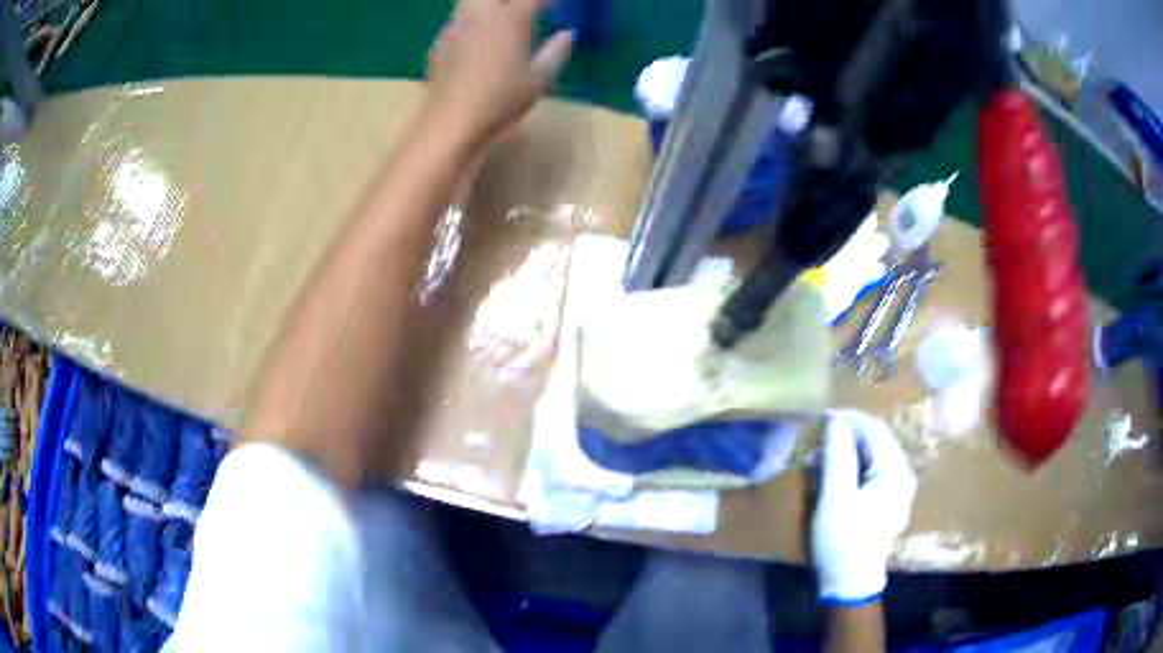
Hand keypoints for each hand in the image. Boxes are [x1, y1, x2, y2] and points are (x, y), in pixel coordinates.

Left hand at [425, 0, 573, 149]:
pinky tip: (476, 37)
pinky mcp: (440, 44)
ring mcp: (456, 27)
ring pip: (470, 0)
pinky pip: (457, 20)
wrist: (450, 123)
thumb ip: (555, 52)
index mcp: (510, 19)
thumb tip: (567, 34)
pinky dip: (471, 20)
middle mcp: (480, 15)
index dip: (548, 0)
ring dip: (489, 4)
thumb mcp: (539, 80)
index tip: (557, 4)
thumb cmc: (500, 101)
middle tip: (526, 8)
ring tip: (501, 17)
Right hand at [812, 410, 916, 603]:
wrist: (848, 584)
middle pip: (876, 443)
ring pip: (871, 457)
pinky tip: (832, 474)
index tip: (824, 414)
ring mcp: (895, 490)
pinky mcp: (884, 502)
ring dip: (847, 452)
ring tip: (821, 456)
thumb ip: (838, 457)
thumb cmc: (843, 541)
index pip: (876, 431)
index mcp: (896, 473)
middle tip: (819, 436)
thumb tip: (836, 421)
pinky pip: (869, 473)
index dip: (851, 419)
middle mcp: (902, 476)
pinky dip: (851, 468)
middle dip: (847, 436)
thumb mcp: (836, 498)